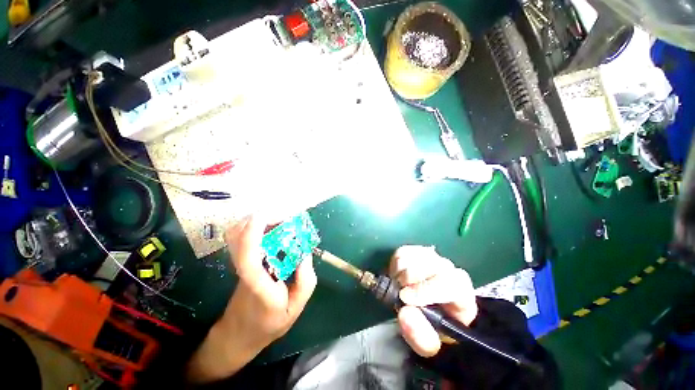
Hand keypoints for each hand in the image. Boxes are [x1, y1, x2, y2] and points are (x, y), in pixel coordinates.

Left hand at [187, 215, 316, 382]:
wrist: (240, 333)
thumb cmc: (269, 322)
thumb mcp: (296, 308)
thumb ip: (306, 280)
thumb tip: (305, 251)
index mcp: (259, 285)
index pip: (248, 258)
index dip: (253, 233)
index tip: (267, 215)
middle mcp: (245, 270)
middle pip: (237, 238)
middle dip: (259, 219)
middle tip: (286, 215)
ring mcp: (240, 263)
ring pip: (236, 233)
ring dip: (257, 220)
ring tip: (281, 219)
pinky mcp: (241, 259)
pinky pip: (243, 235)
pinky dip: (255, 225)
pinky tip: (273, 227)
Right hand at [389, 245, 477, 357]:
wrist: (432, 311)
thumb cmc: (434, 327)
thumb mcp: (431, 343)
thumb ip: (421, 336)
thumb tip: (404, 313)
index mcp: (460, 291)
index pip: (448, 283)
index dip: (426, 289)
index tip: (405, 298)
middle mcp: (447, 268)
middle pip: (425, 266)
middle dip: (406, 281)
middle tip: (399, 297)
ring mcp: (431, 256)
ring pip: (410, 257)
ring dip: (398, 274)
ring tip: (399, 289)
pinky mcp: (416, 250)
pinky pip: (401, 253)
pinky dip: (394, 266)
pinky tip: (398, 278)